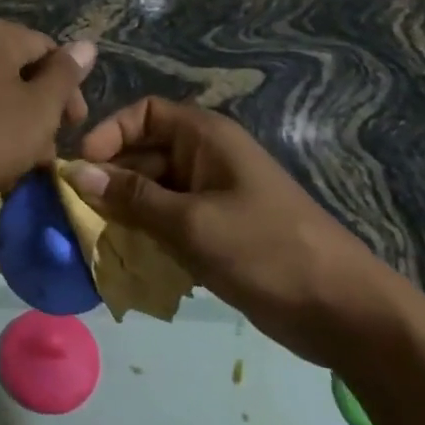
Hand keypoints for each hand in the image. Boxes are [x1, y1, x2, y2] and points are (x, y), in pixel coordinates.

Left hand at [0, 17, 94, 207]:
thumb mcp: (38, 109)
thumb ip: (65, 76)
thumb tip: (87, 44)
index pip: (49, 50)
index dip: (69, 90)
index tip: (74, 129)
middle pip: (20, 71)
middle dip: (41, 112)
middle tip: (47, 153)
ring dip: (15, 125)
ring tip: (21, 166)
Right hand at [68, 98, 406, 367]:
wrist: (345, 310)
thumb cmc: (265, 250)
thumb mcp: (191, 223)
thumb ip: (133, 197)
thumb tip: (80, 173)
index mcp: (205, 137)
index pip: (144, 113)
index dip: (110, 133)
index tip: (83, 167)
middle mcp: (207, 157)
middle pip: (145, 152)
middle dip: (112, 179)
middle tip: (80, 213)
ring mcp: (215, 195)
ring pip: (155, 190)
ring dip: (127, 211)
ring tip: (98, 240)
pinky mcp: (220, 230)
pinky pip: (171, 220)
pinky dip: (149, 234)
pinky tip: (129, 260)